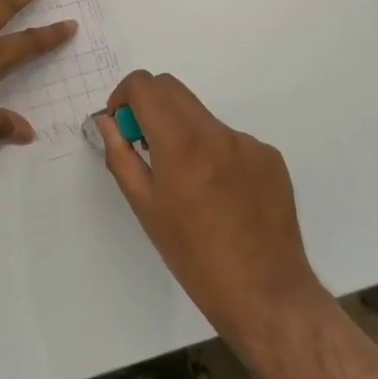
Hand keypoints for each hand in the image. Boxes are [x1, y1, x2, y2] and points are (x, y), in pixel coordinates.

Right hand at [95, 71, 327, 348]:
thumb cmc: (193, 255)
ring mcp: (248, 143)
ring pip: (201, 117)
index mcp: (180, 142)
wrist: (265, 293)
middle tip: (145, 146)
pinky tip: (220, 195)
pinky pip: (230, 140)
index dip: (123, 95)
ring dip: (183, 132)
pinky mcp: (270, 158)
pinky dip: (214, 153)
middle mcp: (216, 131)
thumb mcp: (144, 206)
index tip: (121, 124)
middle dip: (149, 106)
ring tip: (188, 184)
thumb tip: (108, 122)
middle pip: (172, 89)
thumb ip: (120, 155)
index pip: (144, 85)